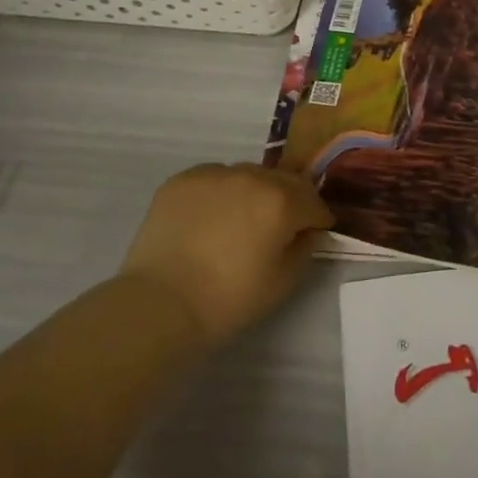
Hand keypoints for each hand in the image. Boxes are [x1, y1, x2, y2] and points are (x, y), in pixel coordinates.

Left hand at [120, 163, 332, 345]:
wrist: (159, 304)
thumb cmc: (228, 299)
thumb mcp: (283, 282)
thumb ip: (305, 248)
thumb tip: (307, 231)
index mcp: (281, 200)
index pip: (314, 201)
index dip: (317, 220)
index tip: (310, 236)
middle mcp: (252, 176)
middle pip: (284, 181)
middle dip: (289, 201)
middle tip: (277, 229)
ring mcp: (214, 174)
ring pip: (248, 175)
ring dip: (253, 193)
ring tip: (238, 223)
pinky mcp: (182, 179)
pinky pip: (214, 179)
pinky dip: (219, 194)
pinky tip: (208, 220)